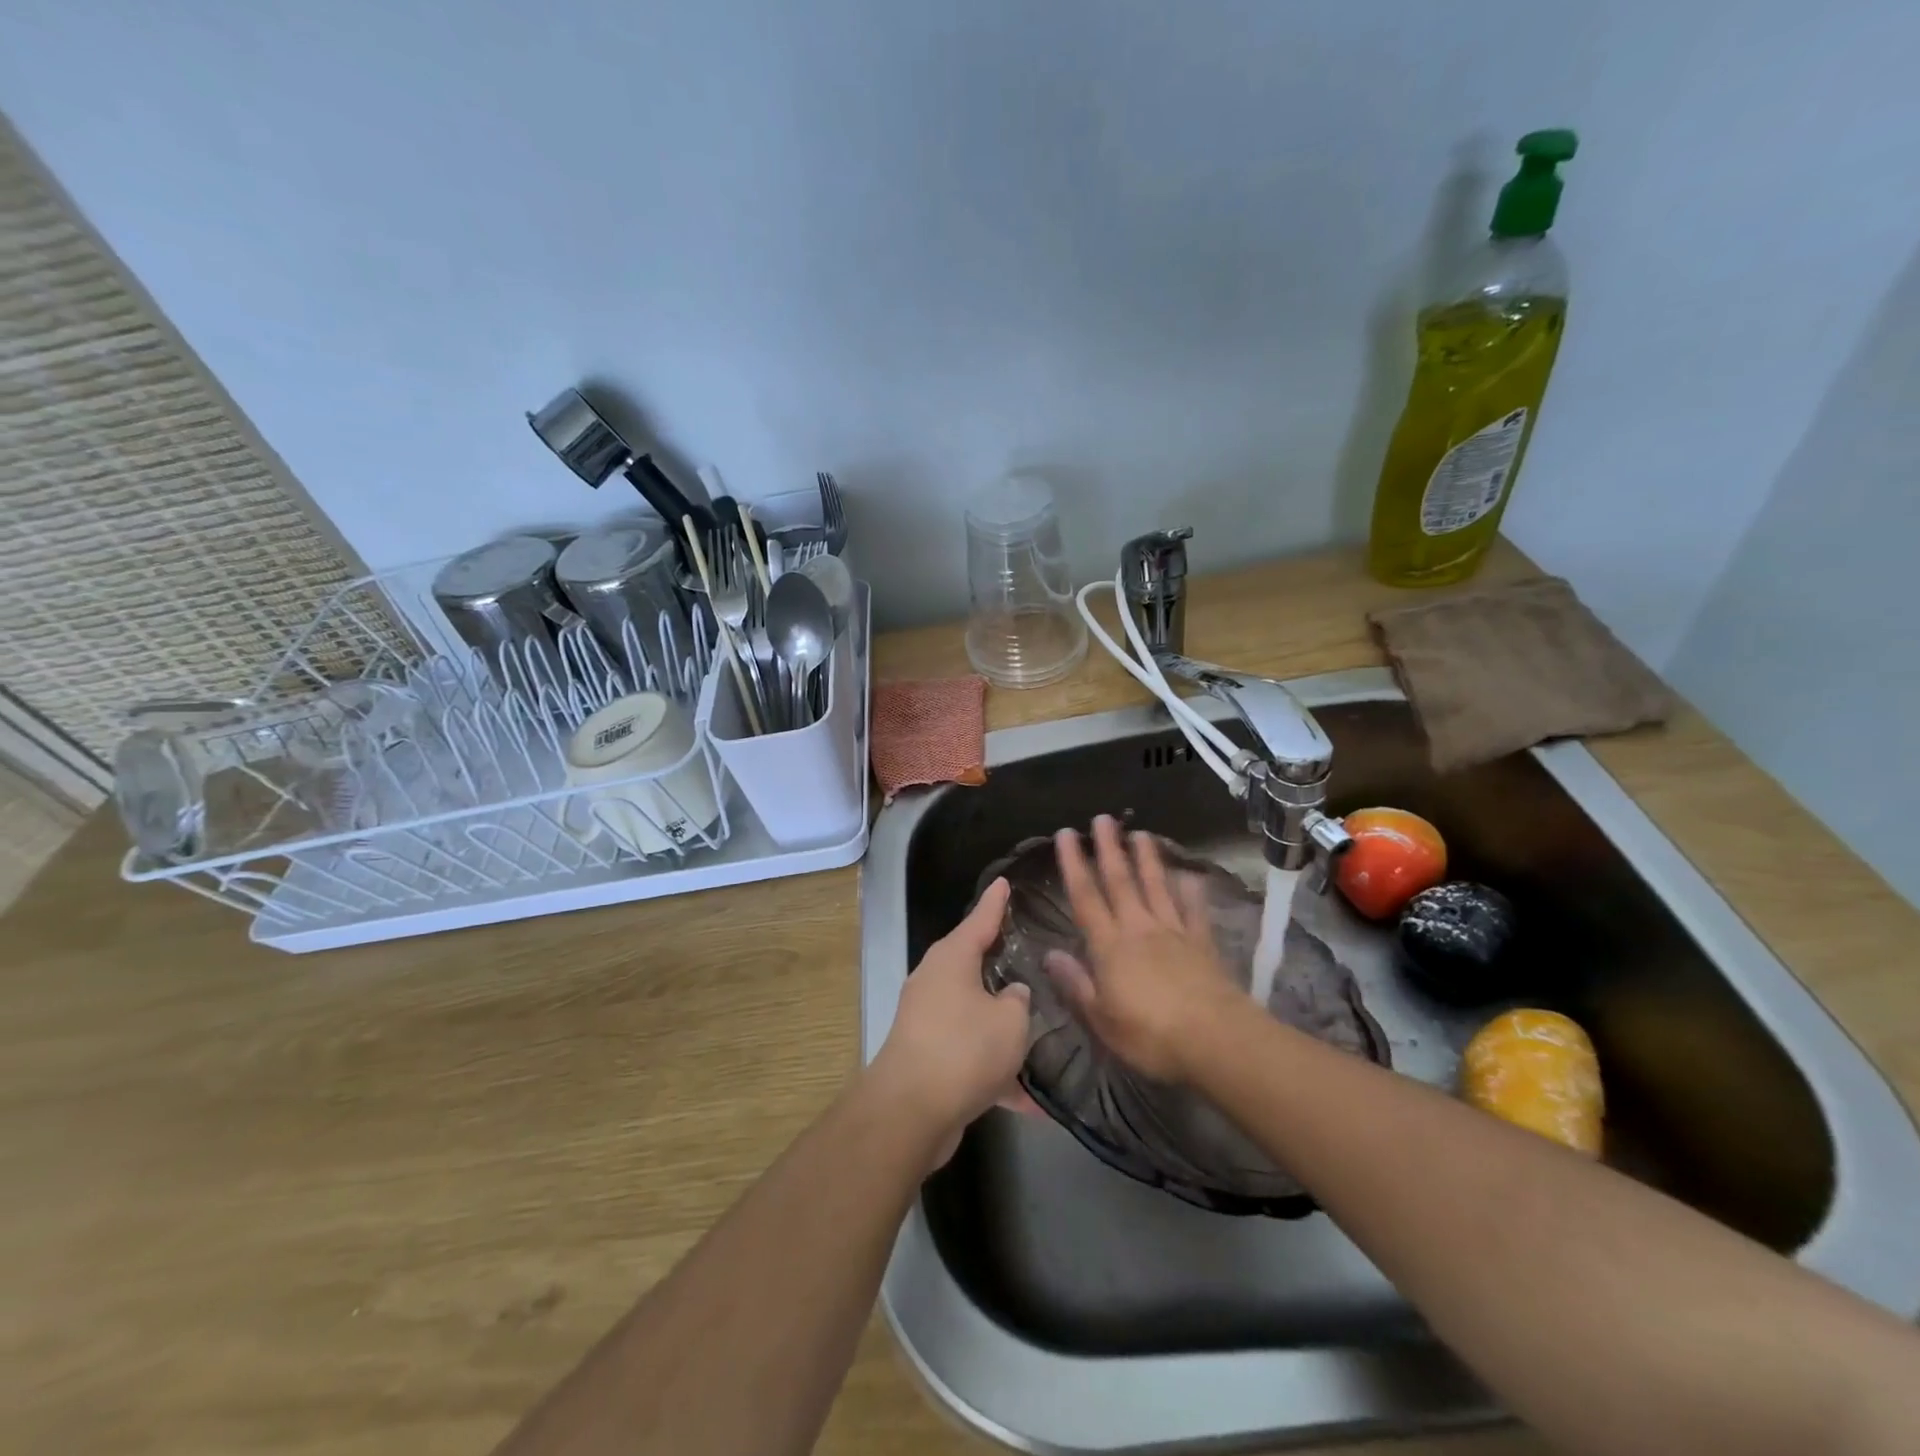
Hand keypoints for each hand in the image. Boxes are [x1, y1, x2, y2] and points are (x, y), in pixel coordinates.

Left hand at [870, 877, 1031, 1156]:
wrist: (910, 1112)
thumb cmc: (964, 1048)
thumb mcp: (1009, 1021)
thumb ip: (1018, 1001)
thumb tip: (1012, 994)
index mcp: (952, 959)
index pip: (980, 919)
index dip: (996, 901)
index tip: (1005, 881)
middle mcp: (935, 982)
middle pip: (973, 963)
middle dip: (1000, 961)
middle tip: (1031, 951)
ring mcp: (928, 1020)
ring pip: (974, 1013)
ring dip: (1002, 1026)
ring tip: (1040, 1029)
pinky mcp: (929, 1058)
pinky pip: (971, 1055)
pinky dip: (996, 1072)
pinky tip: (1029, 1101)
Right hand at [1048, 816, 1241, 1081]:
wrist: (1215, 1039)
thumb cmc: (1150, 1034)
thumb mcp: (1101, 1018)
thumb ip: (1075, 984)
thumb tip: (1049, 954)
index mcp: (1109, 946)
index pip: (1085, 897)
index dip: (1073, 864)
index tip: (1066, 834)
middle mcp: (1139, 928)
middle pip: (1120, 881)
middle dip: (1109, 848)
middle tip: (1102, 818)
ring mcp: (1173, 932)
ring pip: (1156, 887)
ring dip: (1147, 859)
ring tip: (1140, 833)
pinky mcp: (1202, 943)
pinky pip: (1194, 911)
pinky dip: (1191, 891)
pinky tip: (1191, 875)